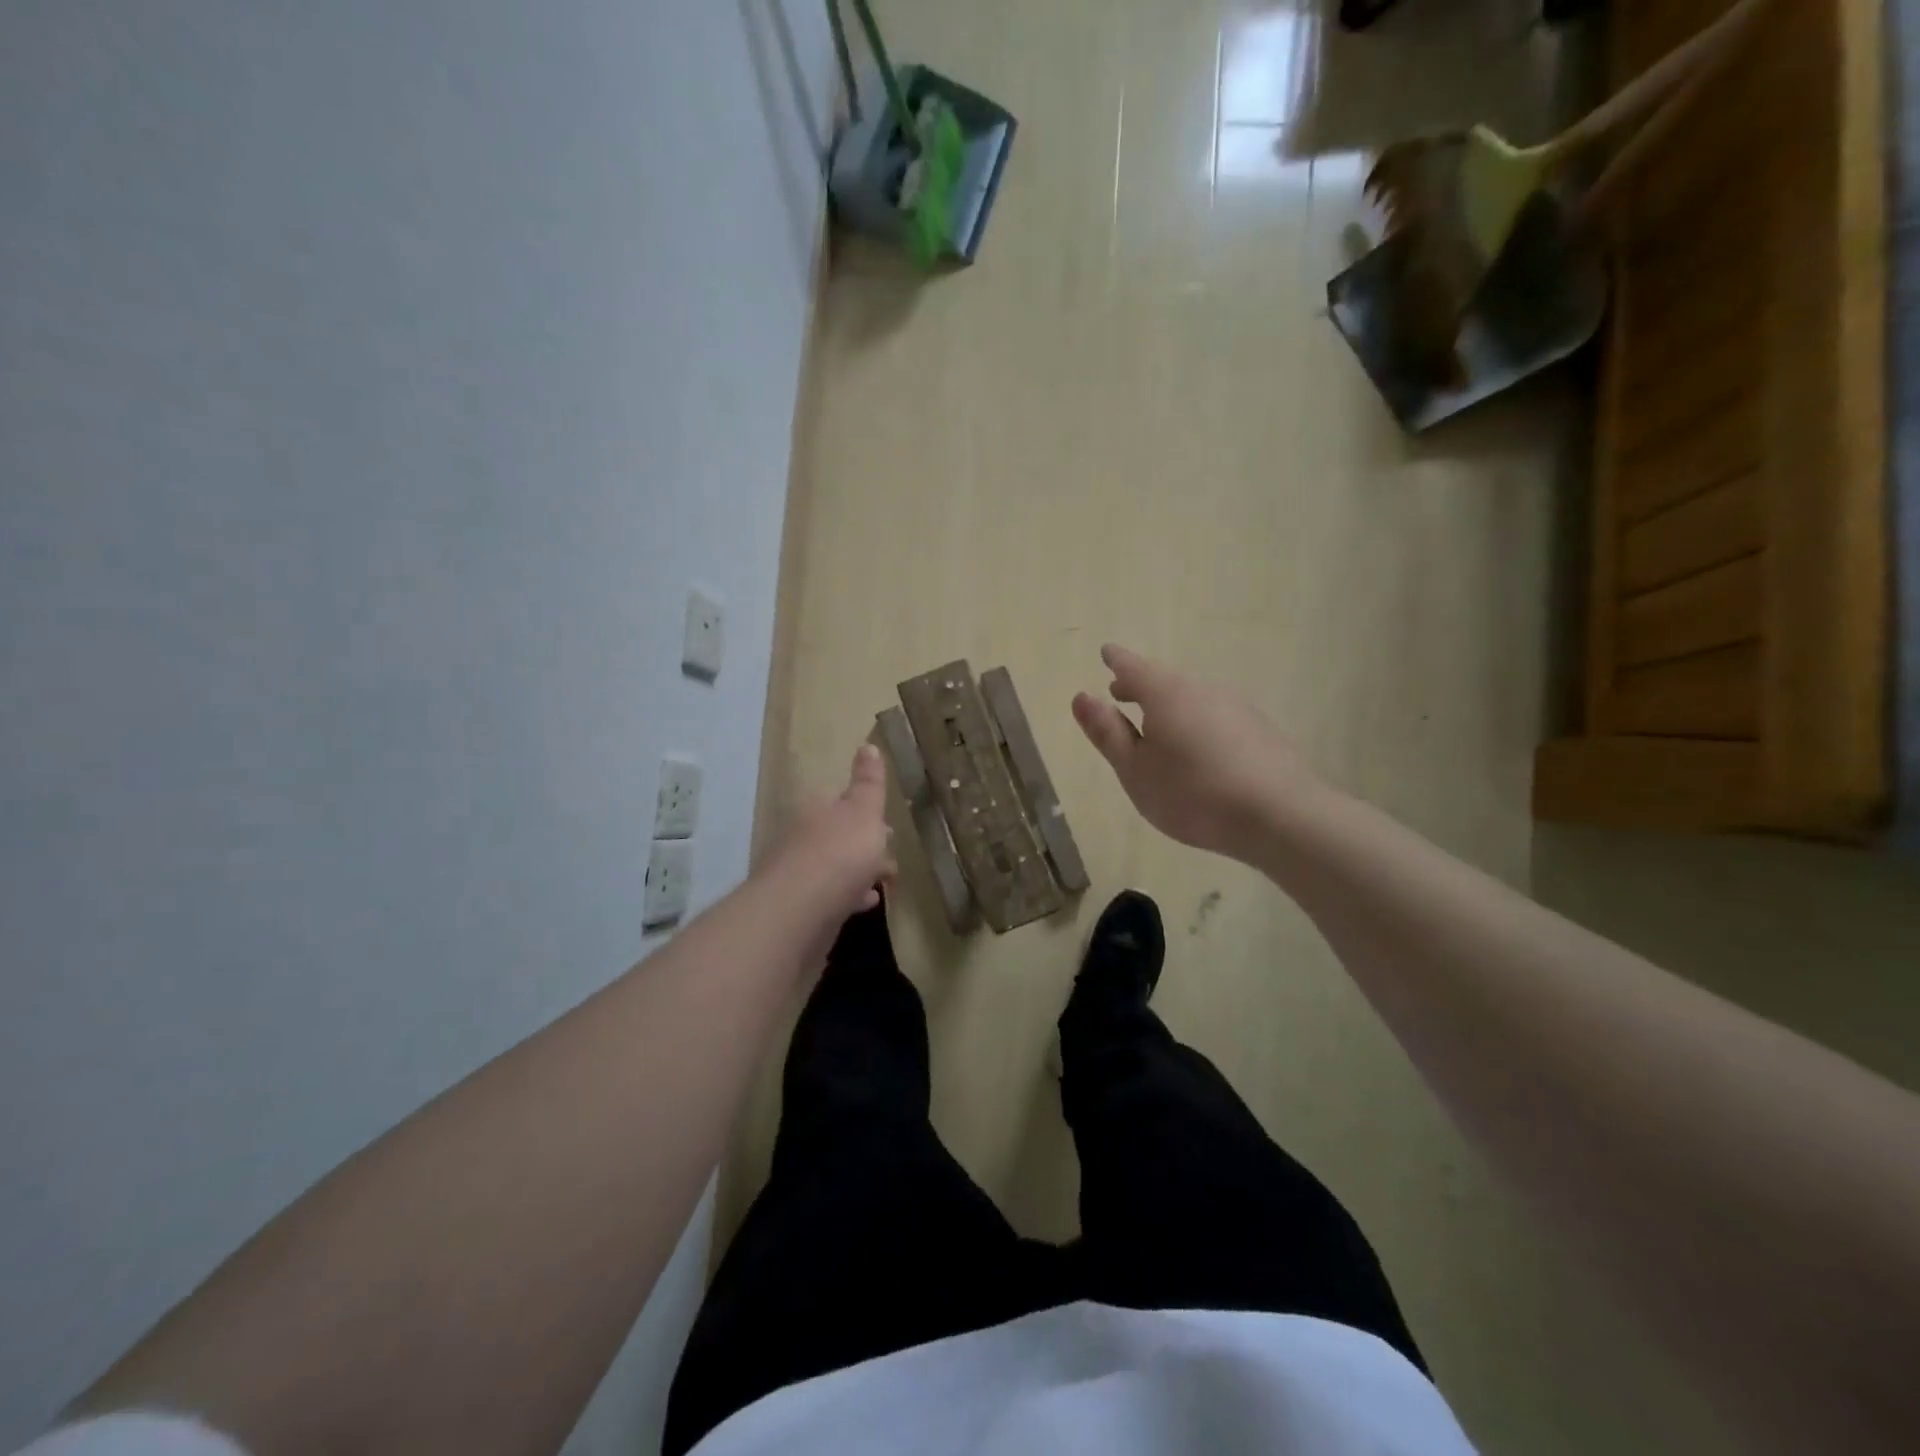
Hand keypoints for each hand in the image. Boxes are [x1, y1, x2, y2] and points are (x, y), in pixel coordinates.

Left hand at [761, 743, 897, 923]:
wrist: (798, 914)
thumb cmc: (840, 854)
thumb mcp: (864, 811)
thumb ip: (869, 782)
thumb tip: (867, 745)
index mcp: (817, 809)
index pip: (840, 800)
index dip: (865, 810)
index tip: (887, 823)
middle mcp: (803, 836)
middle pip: (838, 834)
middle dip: (863, 842)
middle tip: (889, 852)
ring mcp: (799, 873)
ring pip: (835, 866)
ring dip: (858, 870)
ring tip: (885, 880)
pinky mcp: (800, 907)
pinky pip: (832, 895)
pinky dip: (850, 895)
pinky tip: (867, 902)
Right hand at [1072, 644, 1320, 860]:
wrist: (1279, 815)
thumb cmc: (1192, 793)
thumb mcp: (1134, 769)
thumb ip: (1107, 732)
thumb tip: (1082, 696)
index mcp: (1165, 693)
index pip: (1133, 666)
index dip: (1117, 660)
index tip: (1106, 653)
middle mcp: (1202, 689)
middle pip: (1164, 679)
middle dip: (1140, 685)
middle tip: (1120, 692)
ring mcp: (1236, 706)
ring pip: (1192, 697)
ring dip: (1168, 704)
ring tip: (1155, 723)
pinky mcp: (1259, 729)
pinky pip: (1215, 715)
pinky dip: (1196, 721)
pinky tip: (1197, 748)